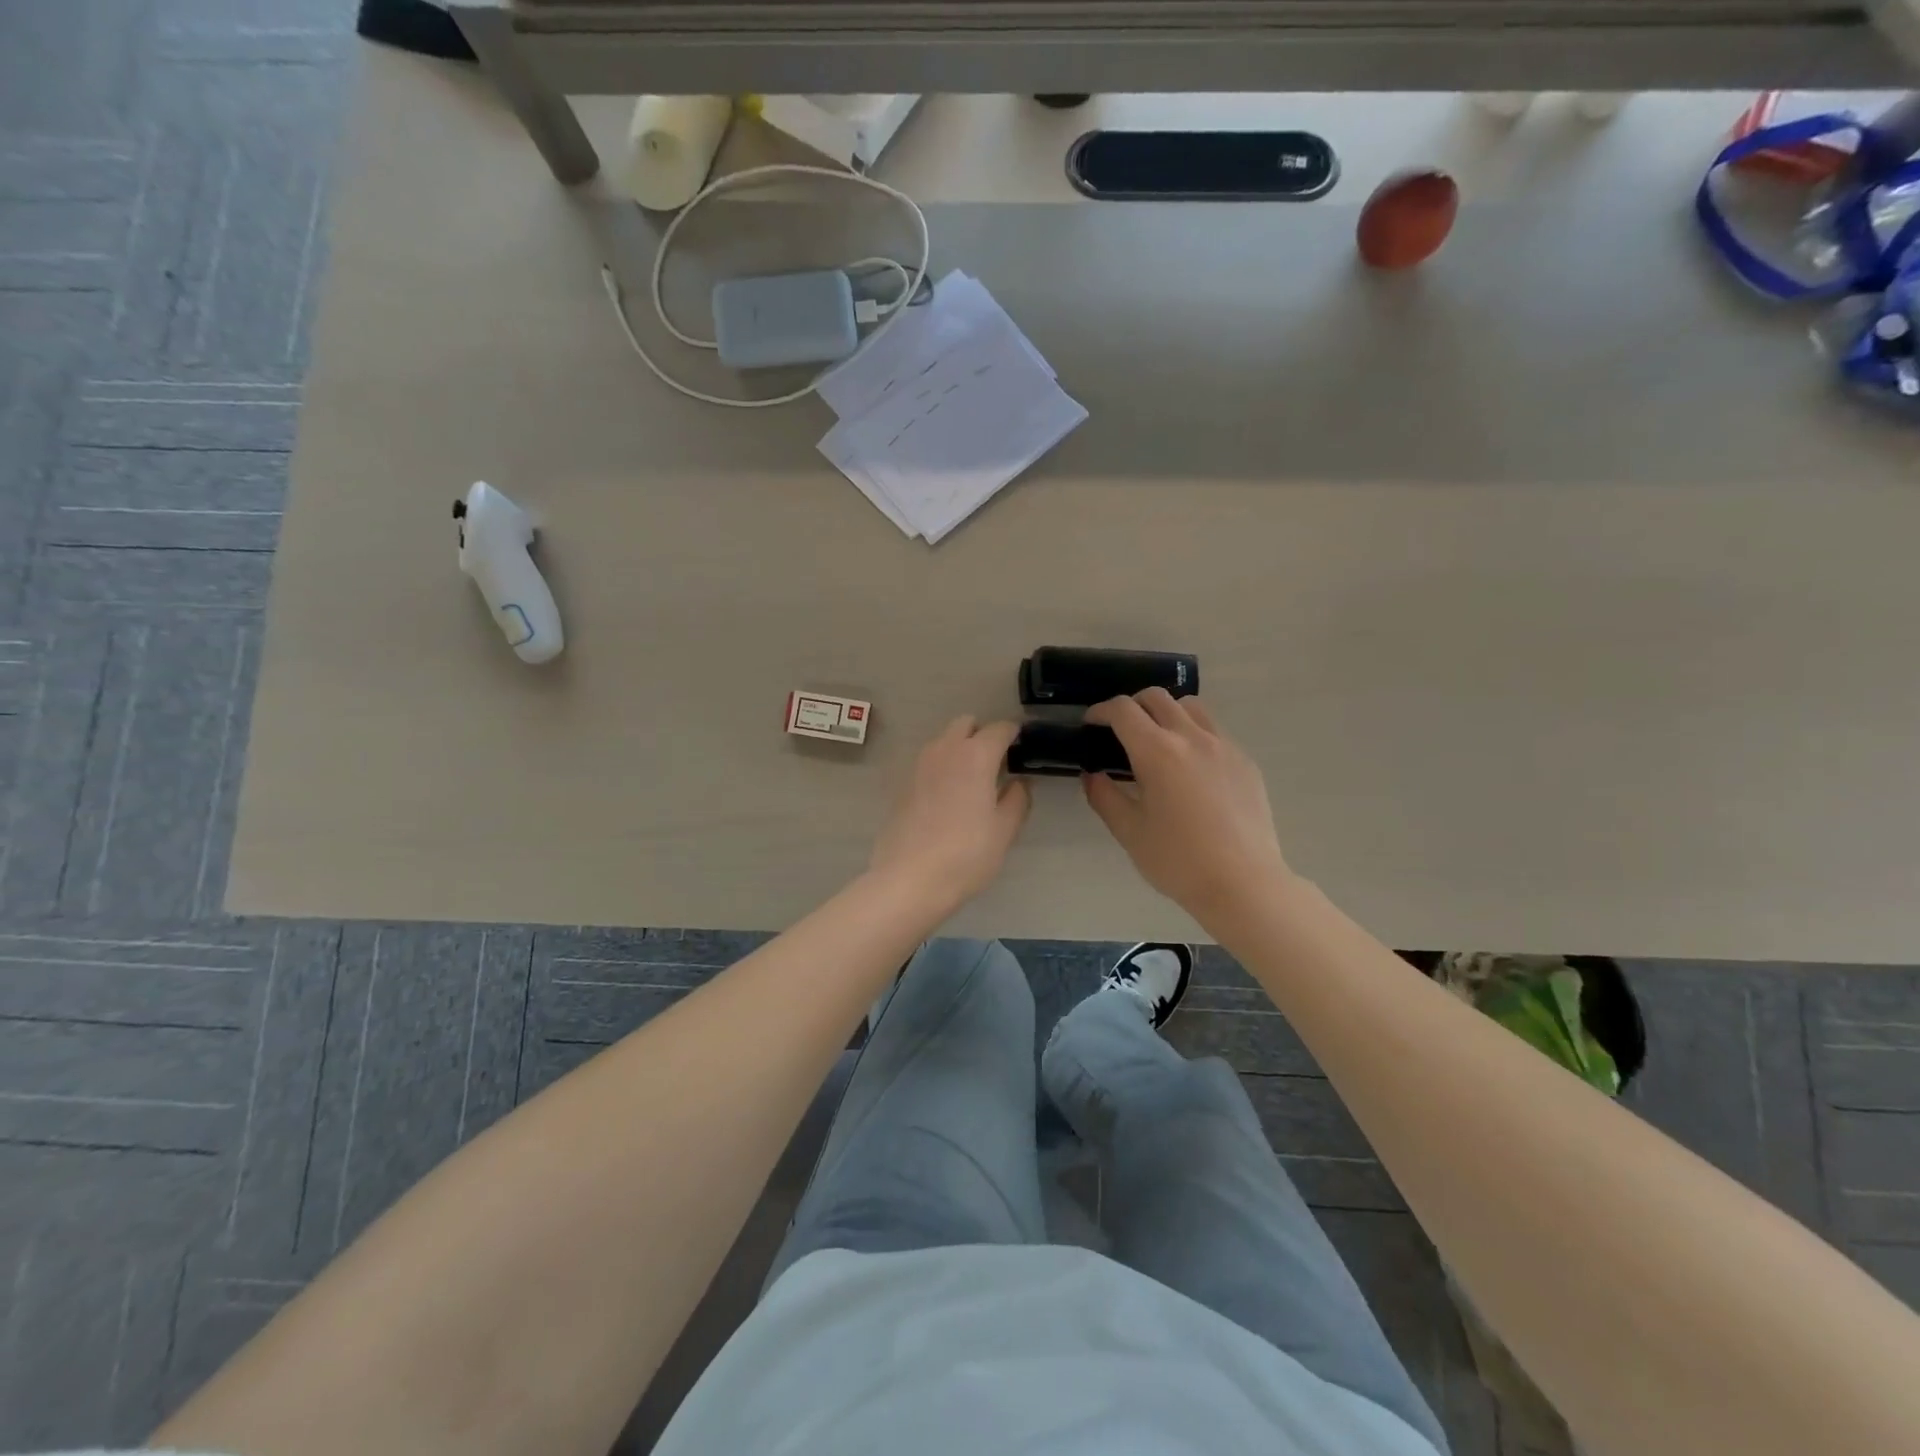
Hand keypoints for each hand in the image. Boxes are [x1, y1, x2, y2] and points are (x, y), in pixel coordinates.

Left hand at [870, 717, 1031, 916]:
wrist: (908, 879)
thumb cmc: (966, 854)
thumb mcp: (1004, 830)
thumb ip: (1017, 799)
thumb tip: (1019, 783)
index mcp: (975, 755)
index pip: (1000, 728)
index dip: (1015, 734)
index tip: (1024, 747)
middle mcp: (945, 750)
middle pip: (966, 724)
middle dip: (983, 734)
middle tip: (997, 763)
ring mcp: (920, 765)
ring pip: (944, 741)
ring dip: (960, 749)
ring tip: (974, 781)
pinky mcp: (903, 783)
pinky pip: (929, 762)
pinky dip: (943, 767)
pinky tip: (950, 798)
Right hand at [1084, 691, 1294, 931]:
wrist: (1244, 884)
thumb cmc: (1178, 861)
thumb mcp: (1129, 832)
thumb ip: (1104, 797)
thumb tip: (1093, 775)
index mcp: (1157, 752)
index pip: (1123, 711)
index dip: (1101, 711)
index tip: (1091, 724)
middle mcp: (1192, 737)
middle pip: (1157, 698)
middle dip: (1132, 706)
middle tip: (1120, 731)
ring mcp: (1224, 746)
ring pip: (1191, 707)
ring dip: (1167, 714)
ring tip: (1158, 742)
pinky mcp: (1244, 762)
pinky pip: (1215, 731)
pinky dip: (1194, 734)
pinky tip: (1190, 768)